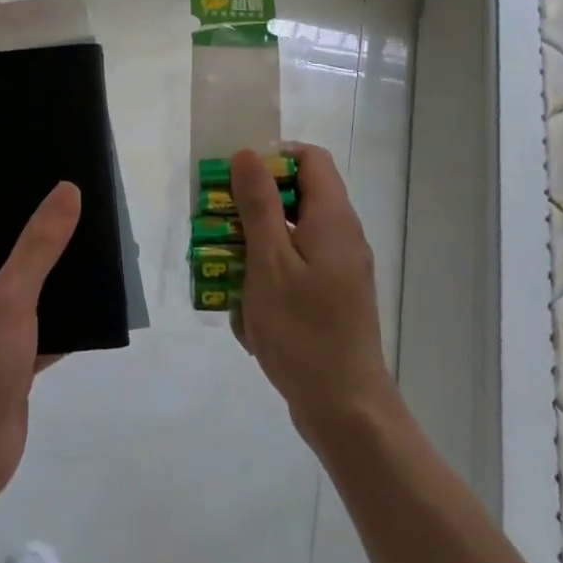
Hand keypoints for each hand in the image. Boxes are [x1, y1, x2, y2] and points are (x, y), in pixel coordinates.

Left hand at [0, 181, 80, 501]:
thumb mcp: (11, 294)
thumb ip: (40, 242)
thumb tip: (66, 189)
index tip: (39, 177)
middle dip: (34, 228)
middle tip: (77, 210)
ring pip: (20, 283)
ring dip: (50, 271)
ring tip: (92, 250)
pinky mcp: (5, 354)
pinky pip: (34, 321)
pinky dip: (58, 314)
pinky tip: (94, 305)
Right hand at [229, 145, 396, 441]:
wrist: (345, 408)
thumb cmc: (302, 331)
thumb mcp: (269, 262)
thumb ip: (258, 205)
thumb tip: (248, 154)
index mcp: (332, 220)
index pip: (310, 159)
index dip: (273, 156)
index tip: (235, 176)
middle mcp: (342, 237)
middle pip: (297, 197)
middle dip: (253, 205)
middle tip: (217, 224)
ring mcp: (339, 270)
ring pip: (292, 236)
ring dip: (255, 245)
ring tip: (223, 269)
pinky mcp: (331, 298)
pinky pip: (295, 269)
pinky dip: (268, 276)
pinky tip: (245, 308)